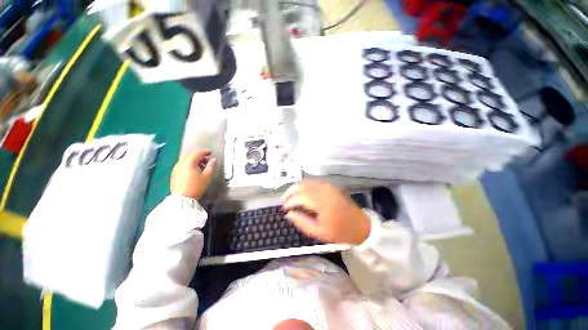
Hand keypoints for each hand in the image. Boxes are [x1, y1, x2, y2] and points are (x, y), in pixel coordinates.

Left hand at [171, 150, 215, 199]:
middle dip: (198, 155)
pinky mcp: (174, 174)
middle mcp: (180, 163)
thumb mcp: (207, 176)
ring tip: (201, 166)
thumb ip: (211, 166)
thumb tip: (213, 160)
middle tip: (205, 159)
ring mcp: (176, 169)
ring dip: (193, 160)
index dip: (204, 152)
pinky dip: (188, 164)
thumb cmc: (196, 187)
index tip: (210, 153)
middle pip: (189, 154)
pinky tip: (193, 171)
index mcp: (189, 163)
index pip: (197, 153)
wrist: (182, 199)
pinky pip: (181, 165)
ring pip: (184, 159)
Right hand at [280, 180, 370, 244]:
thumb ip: (301, 221)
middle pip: (301, 185)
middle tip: (283, 201)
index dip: (289, 202)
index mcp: (321, 201)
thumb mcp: (318, 232)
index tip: (283, 209)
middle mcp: (323, 189)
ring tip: (289, 198)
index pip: (299, 197)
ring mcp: (327, 185)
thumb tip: (288, 214)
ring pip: (306, 182)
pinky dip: (303, 186)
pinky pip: (312, 182)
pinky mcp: (330, 185)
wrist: (360, 225)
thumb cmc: (339, 231)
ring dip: (296, 188)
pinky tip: (301, 194)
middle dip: (289, 192)